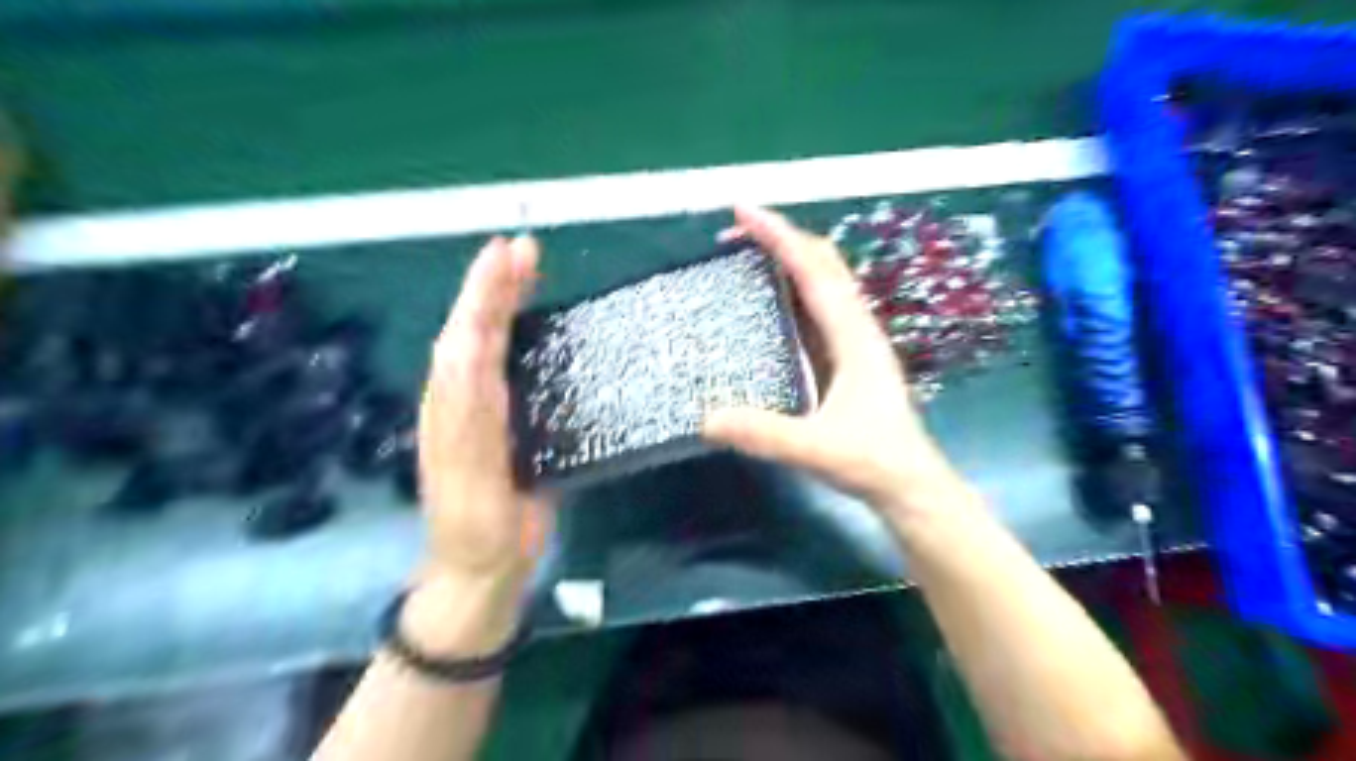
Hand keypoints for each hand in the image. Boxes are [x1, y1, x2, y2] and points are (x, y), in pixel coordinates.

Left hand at [415, 236, 548, 591]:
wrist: (477, 570)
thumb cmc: (487, 535)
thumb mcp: (482, 490)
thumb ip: (475, 429)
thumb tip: (473, 364)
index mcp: (458, 414)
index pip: (468, 342)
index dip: (485, 297)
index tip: (507, 256)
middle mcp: (458, 402)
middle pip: (470, 332)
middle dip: (492, 287)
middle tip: (524, 248)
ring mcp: (472, 409)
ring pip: (478, 343)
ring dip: (497, 301)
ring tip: (523, 267)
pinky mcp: (490, 418)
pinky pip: (492, 363)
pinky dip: (503, 331)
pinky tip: (521, 318)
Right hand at [706, 206, 967, 520]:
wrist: (910, 485)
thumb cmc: (874, 463)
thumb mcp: (817, 449)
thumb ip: (766, 434)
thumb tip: (706, 417)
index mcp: (853, 337)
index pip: (814, 271)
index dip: (780, 236)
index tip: (743, 213)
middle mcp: (855, 329)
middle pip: (822, 264)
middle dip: (781, 238)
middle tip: (734, 232)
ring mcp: (852, 342)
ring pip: (821, 283)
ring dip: (787, 260)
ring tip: (745, 255)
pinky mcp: (844, 359)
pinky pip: (816, 309)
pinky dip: (790, 290)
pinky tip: (768, 300)